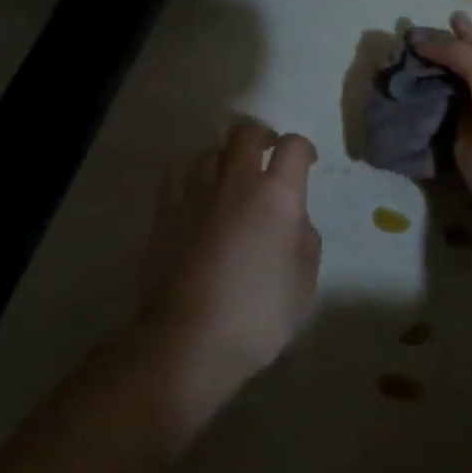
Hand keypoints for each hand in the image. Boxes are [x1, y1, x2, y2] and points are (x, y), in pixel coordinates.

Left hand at [135, 122, 320, 386]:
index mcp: (278, 195)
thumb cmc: (259, 314)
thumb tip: (291, 219)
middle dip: (262, 137)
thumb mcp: (305, 279)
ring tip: (230, 178)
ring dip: (225, 157)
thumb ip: (304, 237)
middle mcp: (236, 181)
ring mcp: (195, 193)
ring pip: (210, 150)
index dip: (304, 150)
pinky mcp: (164, 211)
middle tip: (268, 156)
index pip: (294, 147)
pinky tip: (198, 195)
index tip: (307, 164)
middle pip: (246, 133)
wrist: (188, 339)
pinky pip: (179, 173)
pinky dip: (194, 174)